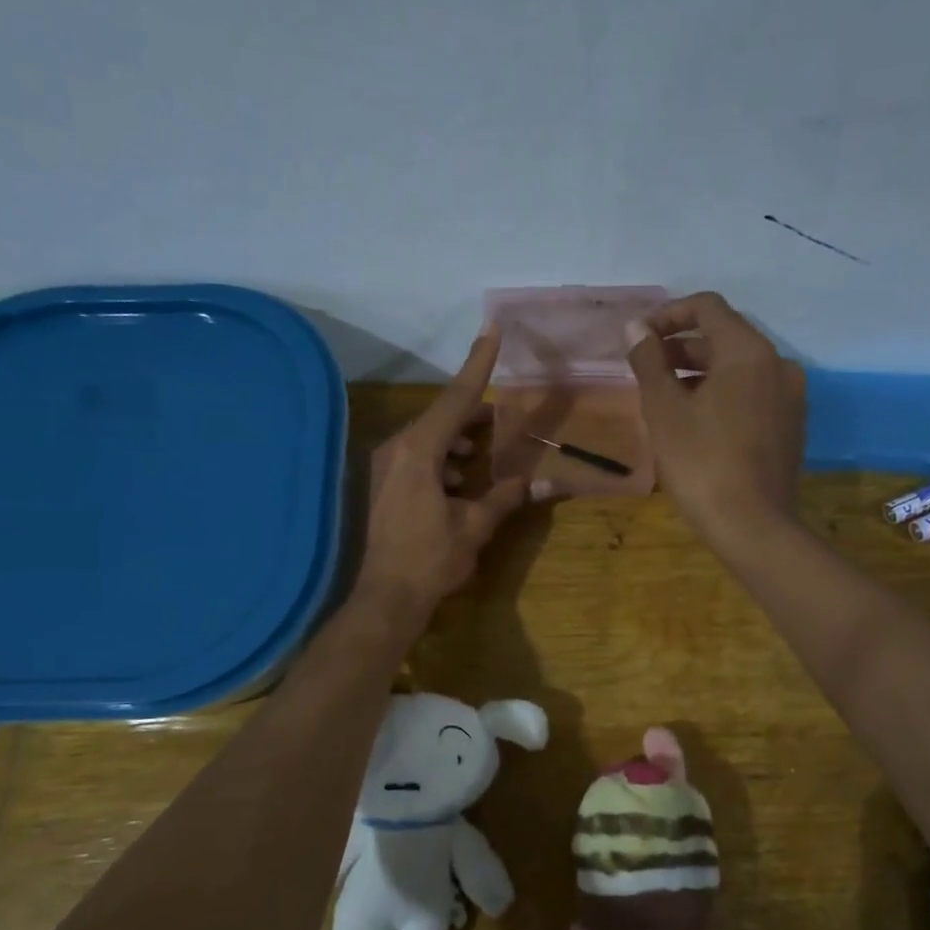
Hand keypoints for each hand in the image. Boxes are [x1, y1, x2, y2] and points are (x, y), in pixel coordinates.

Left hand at [353, 327, 534, 625]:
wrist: (384, 599)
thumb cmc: (431, 559)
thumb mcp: (475, 526)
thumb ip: (508, 497)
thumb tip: (548, 482)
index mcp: (419, 451)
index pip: (456, 399)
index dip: (477, 365)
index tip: (492, 331)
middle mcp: (396, 449)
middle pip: (441, 416)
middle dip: (473, 413)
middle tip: (502, 416)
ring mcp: (384, 467)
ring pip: (428, 437)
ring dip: (457, 439)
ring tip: (483, 453)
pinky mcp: (381, 484)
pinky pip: (416, 456)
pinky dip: (442, 459)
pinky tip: (459, 481)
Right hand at [627, 292, 803, 539]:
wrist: (752, 526)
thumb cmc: (701, 463)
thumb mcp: (664, 410)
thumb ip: (649, 361)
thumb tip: (636, 328)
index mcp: (748, 352)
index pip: (707, 307)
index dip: (668, 314)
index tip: (639, 337)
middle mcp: (777, 363)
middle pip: (724, 336)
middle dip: (681, 346)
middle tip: (646, 369)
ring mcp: (790, 396)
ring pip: (739, 367)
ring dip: (700, 371)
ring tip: (665, 397)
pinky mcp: (791, 424)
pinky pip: (752, 392)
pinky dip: (723, 393)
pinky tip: (697, 421)